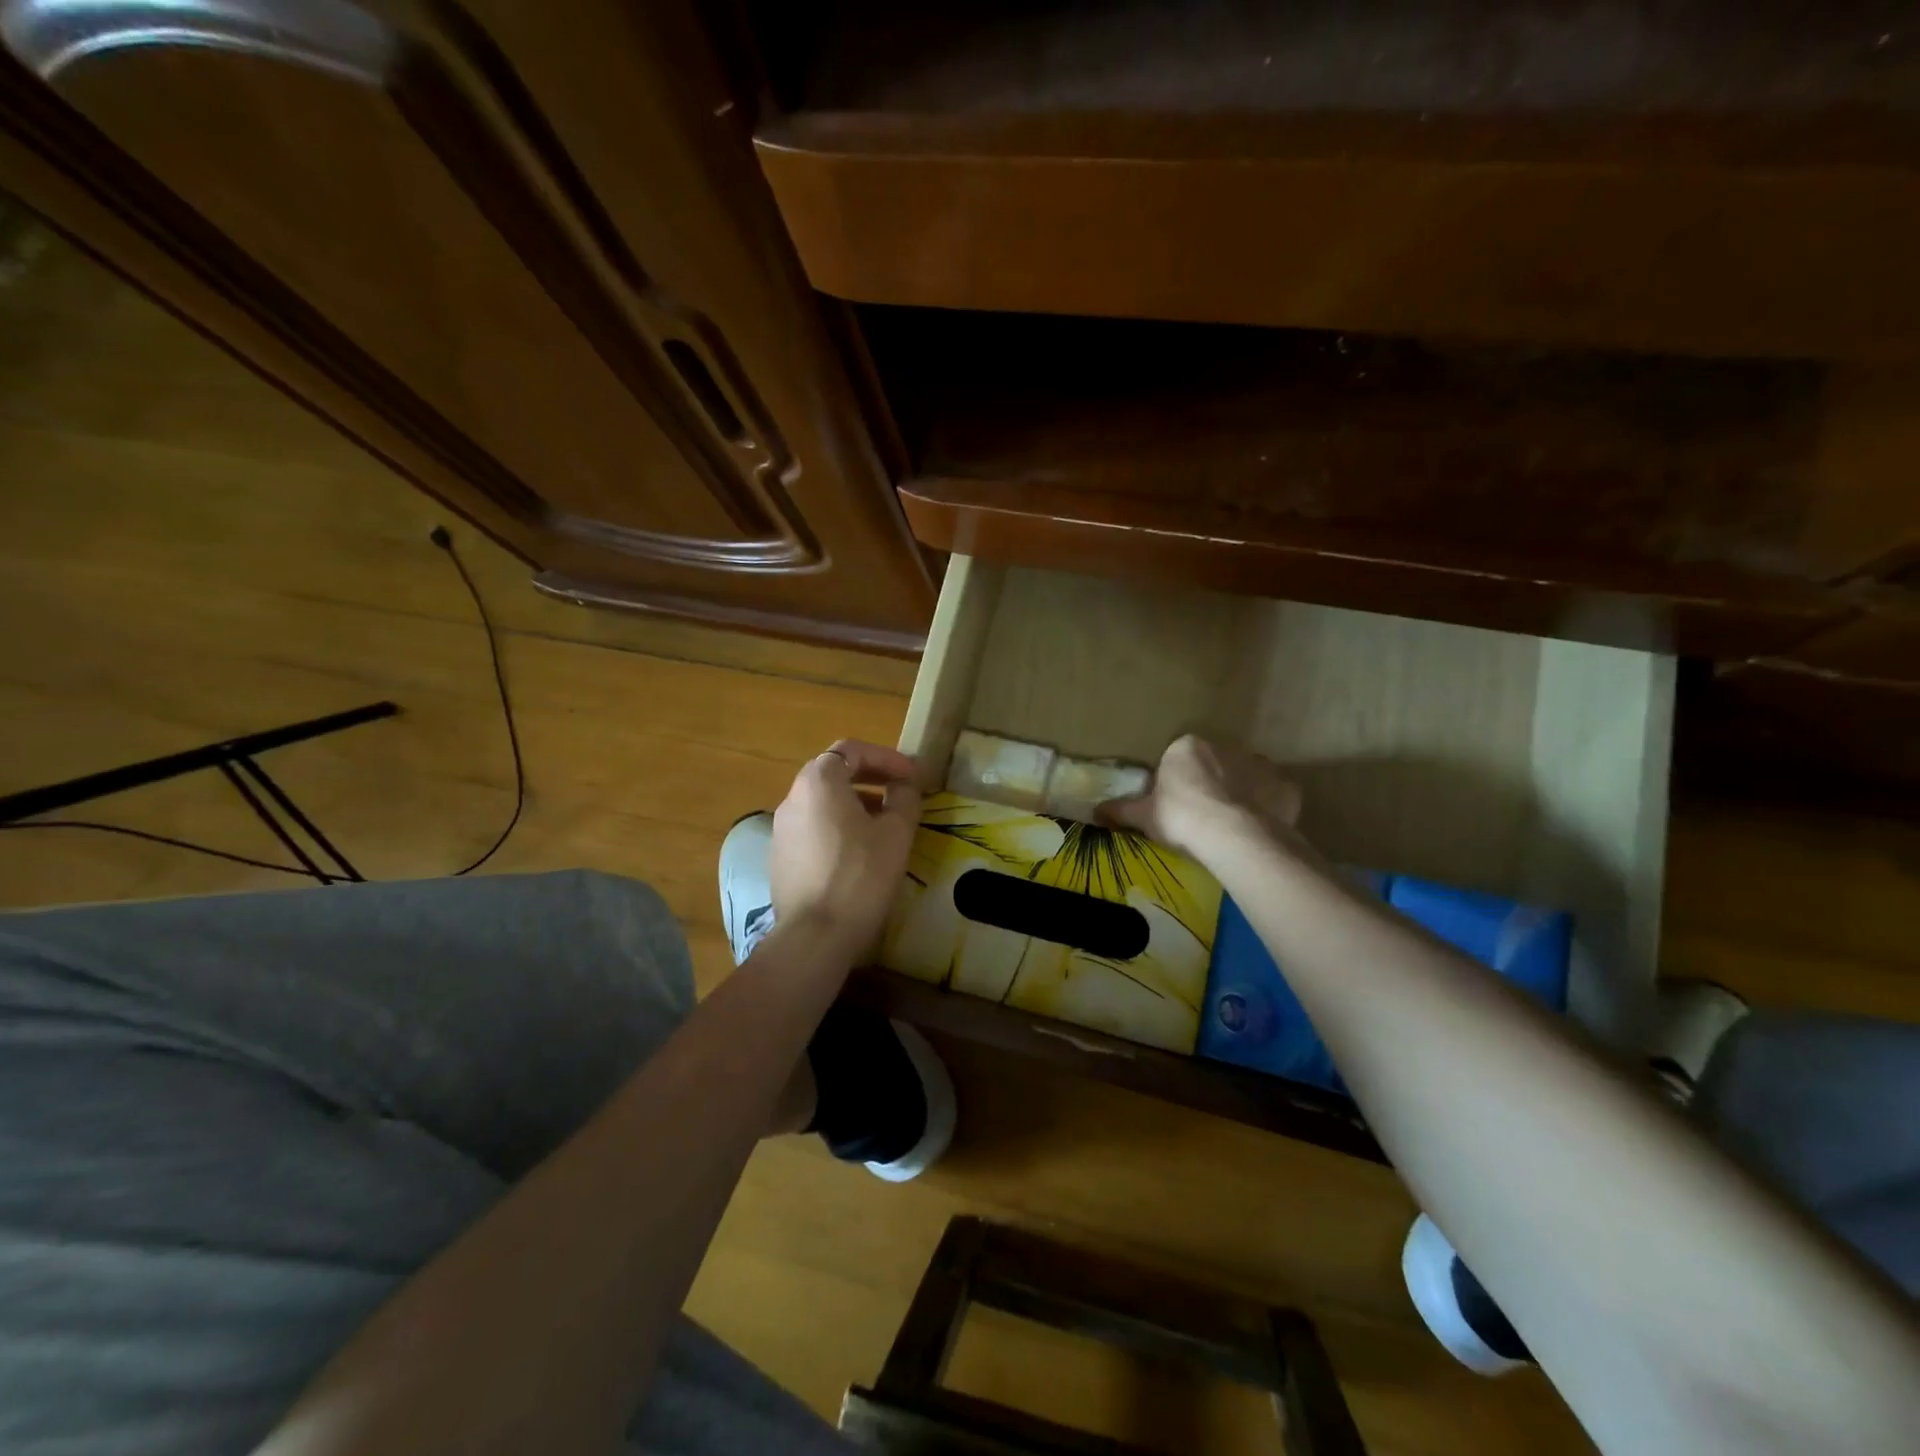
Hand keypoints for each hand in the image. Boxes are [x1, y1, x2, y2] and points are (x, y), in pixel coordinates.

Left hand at [769, 739, 921, 955]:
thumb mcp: (896, 833)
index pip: (852, 750)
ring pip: (822, 801)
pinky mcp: (780, 857)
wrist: (815, 935)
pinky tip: (859, 851)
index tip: (913, 777)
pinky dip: (837, 826)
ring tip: (884, 823)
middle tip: (901, 792)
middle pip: (833, 772)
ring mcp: (781, 828)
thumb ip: (904, 798)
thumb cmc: (860, 876)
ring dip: (855, 802)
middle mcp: (793, 797)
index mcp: (819, 782)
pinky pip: (812, 827)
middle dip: (870, 777)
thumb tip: (904, 786)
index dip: (887, 758)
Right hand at [1100, 734, 1301, 860]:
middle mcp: (1226, 746)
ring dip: (1240, 794)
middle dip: (1210, 784)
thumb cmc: (1180, 817)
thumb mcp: (1144, 816)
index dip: (1177, 782)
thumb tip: (1095, 811)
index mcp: (1187, 747)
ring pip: (1246, 777)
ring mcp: (1261, 764)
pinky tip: (1257, 829)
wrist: (1233, 836)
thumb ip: (1121, 810)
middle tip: (1201, 816)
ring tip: (1230, 825)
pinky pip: (1273, 795)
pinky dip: (1267, 808)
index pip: (1179, 758)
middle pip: (1215, 764)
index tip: (1175, 805)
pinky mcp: (1286, 786)